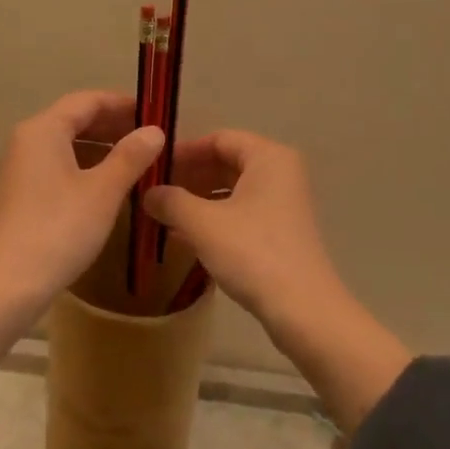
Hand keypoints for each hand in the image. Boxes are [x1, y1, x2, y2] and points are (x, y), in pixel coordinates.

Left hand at [0, 90, 164, 300]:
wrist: (8, 284)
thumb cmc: (60, 228)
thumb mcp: (103, 191)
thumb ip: (131, 156)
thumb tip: (155, 131)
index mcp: (43, 130)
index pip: (87, 101)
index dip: (122, 104)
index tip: (154, 112)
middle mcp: (26, 141)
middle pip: (74, 120)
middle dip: (113, 126)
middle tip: (151, 138)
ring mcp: (19, 169)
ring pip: (66, 146)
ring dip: (101, 149)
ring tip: (136, 162)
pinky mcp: (19, 195)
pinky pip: (57, 167)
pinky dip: (85, 168)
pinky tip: (108, 187)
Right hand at [143, 129, 344, 323]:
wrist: (303, 309)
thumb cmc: (252, 252)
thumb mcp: (202, 223)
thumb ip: (171, 201)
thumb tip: (147, 193)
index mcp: (268, 157)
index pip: (219, 139)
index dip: (184, 151)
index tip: (153, 166)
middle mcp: (280, 173)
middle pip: (227, 162)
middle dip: (189, 176)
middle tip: (154, 191)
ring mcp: (284, 204)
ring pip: (233, 189)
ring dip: (198, 199)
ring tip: (163, 214)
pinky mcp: (282, 232)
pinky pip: (241, 212)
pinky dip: (214, 218)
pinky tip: (184, 235)